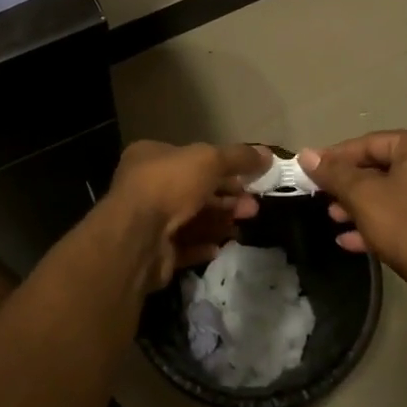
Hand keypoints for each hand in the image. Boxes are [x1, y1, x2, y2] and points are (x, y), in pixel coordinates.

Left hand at [103, 141, 269, 292]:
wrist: (137, 237)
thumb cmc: (170, 184)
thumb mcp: (209, 159)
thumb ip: (239, 157)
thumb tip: (268, 154)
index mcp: (151, 156)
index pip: (191, 158)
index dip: (222, 166)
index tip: (249, 177)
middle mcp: (146, 186)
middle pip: (194, 190)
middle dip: (226, 196)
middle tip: (253, 205)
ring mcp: (148, 221)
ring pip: (191, 219)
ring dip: (220, 220)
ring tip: (245, 223)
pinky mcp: (154, 252)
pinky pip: (184, 246)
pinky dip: (204, 244)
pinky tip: (222, 245)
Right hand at [301, 130, 406, 304]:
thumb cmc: (406, 226)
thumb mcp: (362, 196)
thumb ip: (333, 173)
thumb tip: (306, 154)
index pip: (370, 143)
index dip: (335, 157)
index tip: (310, 168)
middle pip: (381, 167)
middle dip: (348, 186)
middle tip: (321, 196)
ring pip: (392, 192)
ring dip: (360, 205)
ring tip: (334, 219)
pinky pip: (406, 211)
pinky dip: (381, 220)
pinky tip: (351, 240)